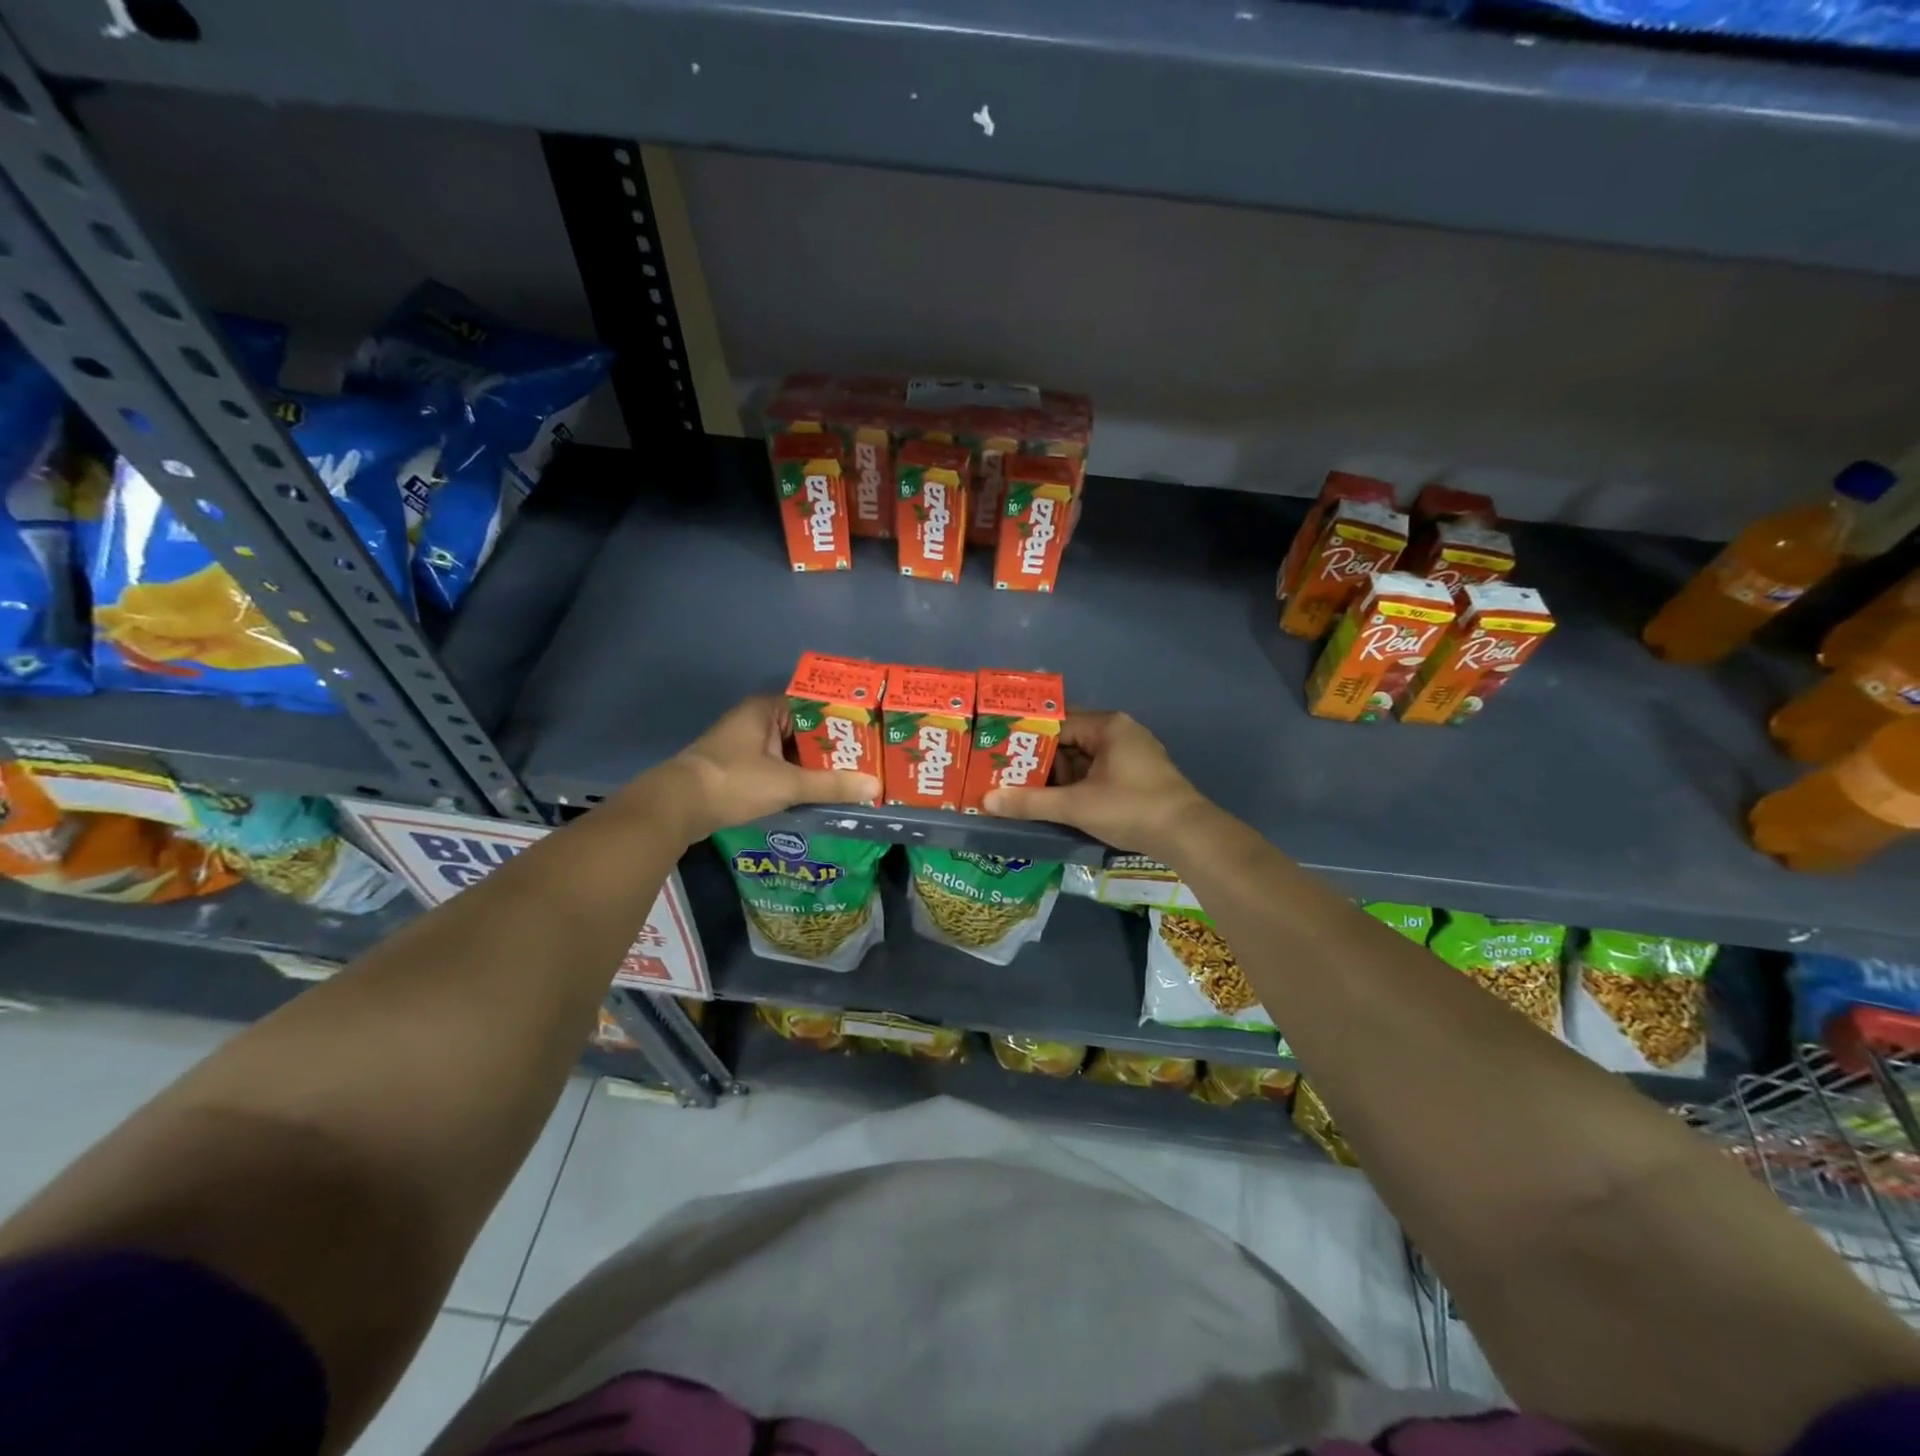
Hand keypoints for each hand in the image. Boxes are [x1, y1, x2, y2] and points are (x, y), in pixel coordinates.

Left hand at [642, 695, 879, 843]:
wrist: (677, 807)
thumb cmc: (734, 782)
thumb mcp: (787, 783)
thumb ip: (831, 785)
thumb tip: (874, 785)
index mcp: (767, 709)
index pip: (816, 704)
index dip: (844, 716)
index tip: (871, 730)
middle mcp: (758, 719)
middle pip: (806, 728)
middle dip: (835, 744)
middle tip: (870, 756)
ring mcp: (747, 743)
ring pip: (793, 749)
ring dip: (817, 762)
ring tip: (855, 773)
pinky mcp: (741, 766)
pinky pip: (780, 764)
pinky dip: (799, 774)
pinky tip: (822, 788)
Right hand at [983, 710, 1212, 858]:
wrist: (1188, 836)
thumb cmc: (1131, 808)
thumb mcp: (1076, 805)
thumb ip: (1031, 802)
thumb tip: (986, 801)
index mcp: (1107, 725)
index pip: (1056, 723)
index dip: (1027, 739)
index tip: (1000, 754)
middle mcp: (1120, 732)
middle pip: (1069, 741)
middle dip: (1040, 761)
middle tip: (1007, 776)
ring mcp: (1132, 754)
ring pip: (1083, 759)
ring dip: (1058, 777)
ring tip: (1025, 792)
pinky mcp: (1138, 776)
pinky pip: (1098, 772)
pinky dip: (1078, 785)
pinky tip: (1058, 802)